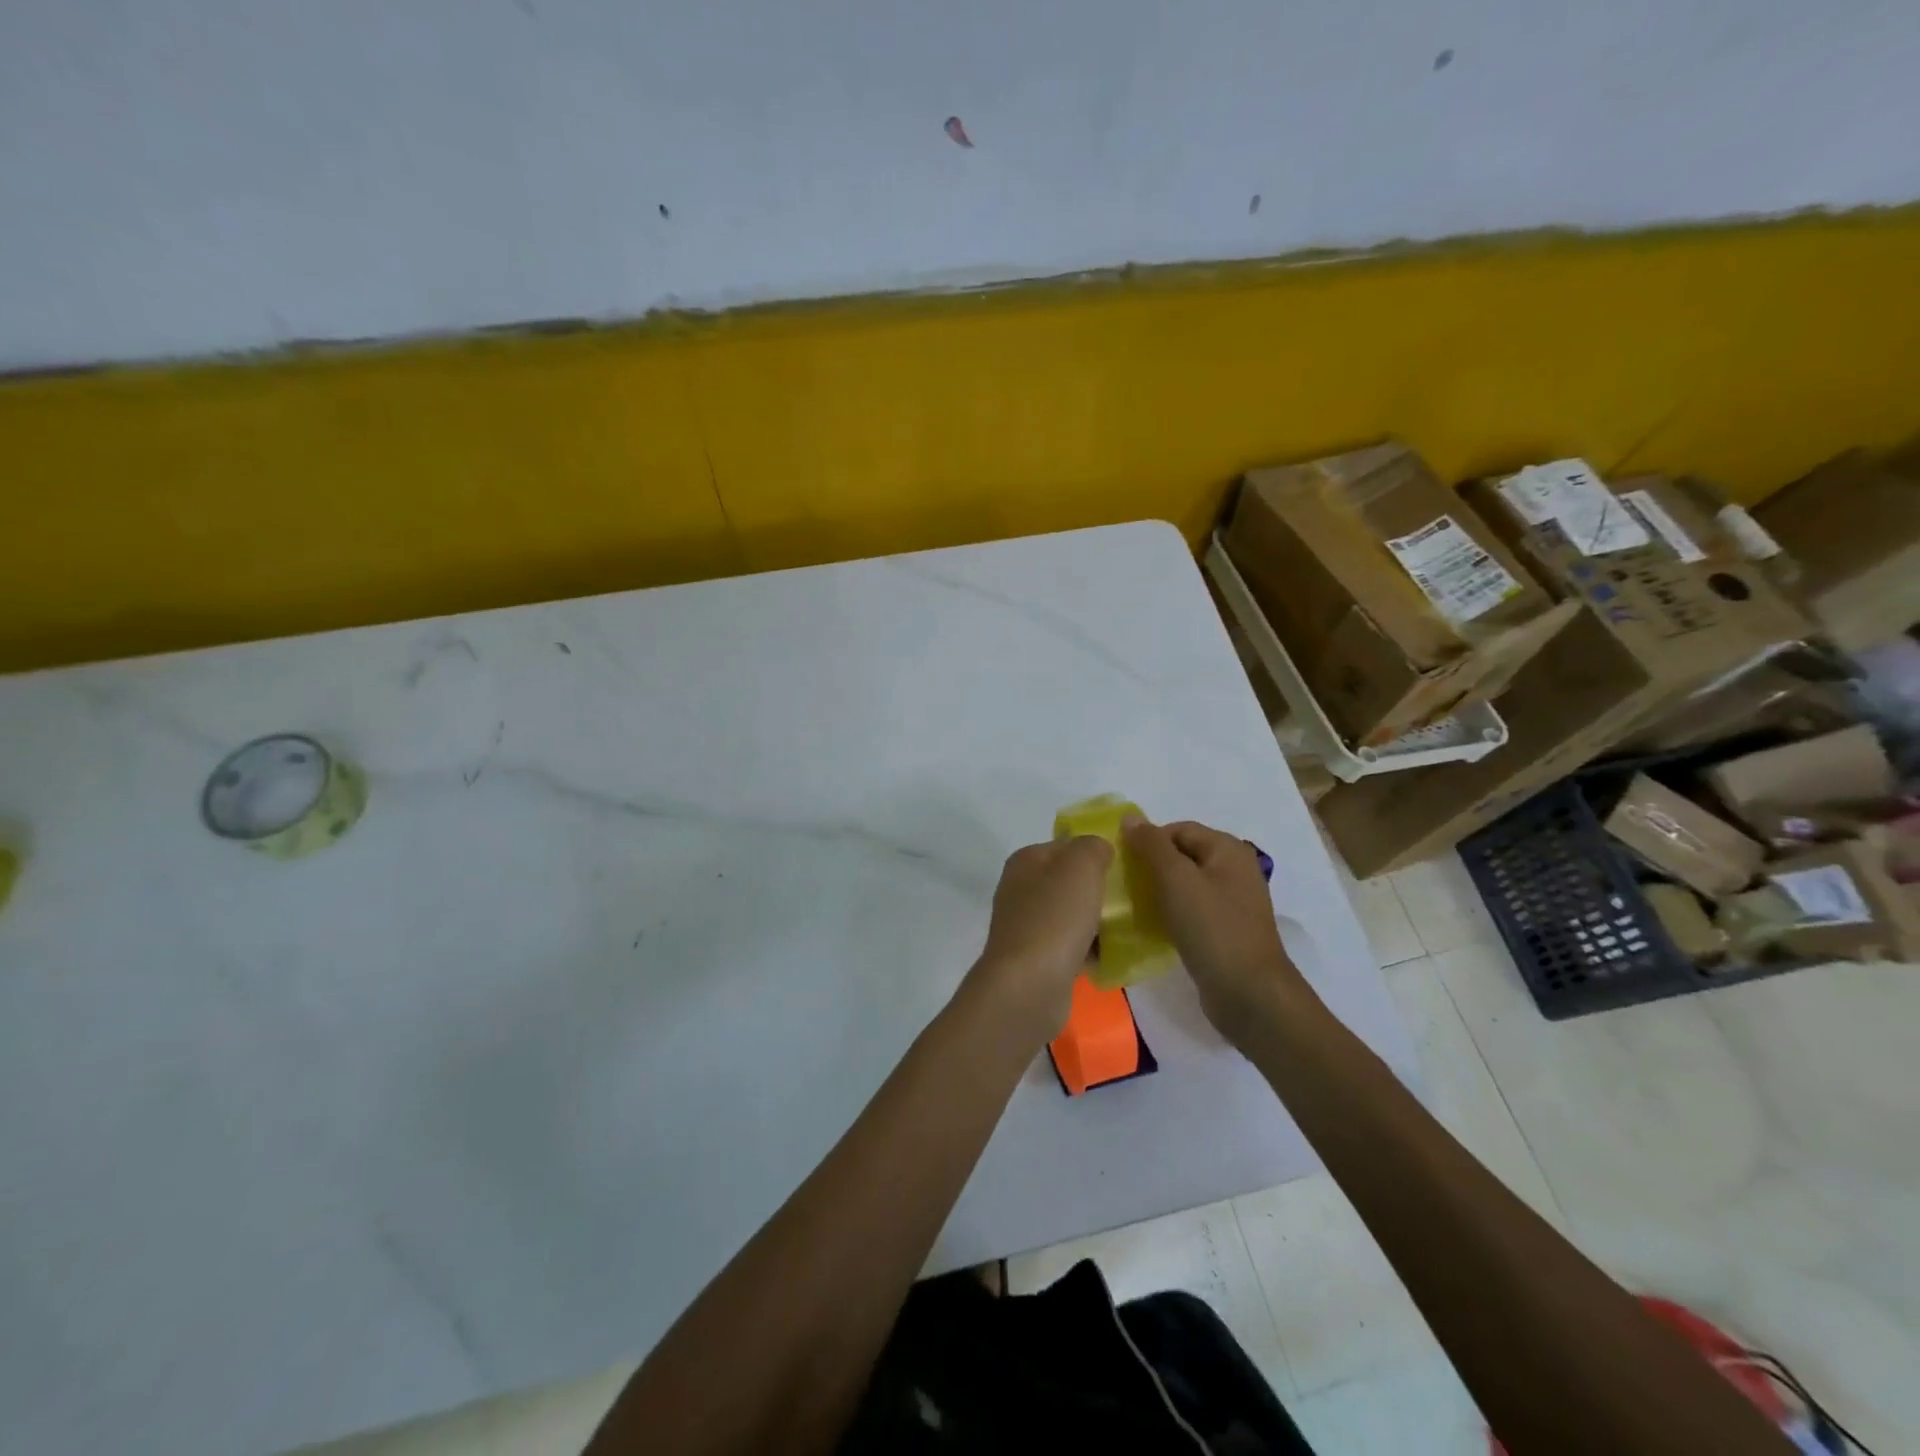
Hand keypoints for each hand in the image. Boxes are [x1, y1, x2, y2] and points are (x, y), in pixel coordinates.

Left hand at [965, 836, 1112, 1046]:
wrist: (1029, 986)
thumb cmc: (1055, 918)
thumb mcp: (1080, 867)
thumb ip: (1093, 846)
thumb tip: (1099, 847)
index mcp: (1026, 861)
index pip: (1066, 845)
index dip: (1096, 850)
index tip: (1128, 864)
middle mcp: (1021, 890)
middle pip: (1069, 881)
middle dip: (1100, 889)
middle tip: (1134, 897)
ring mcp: (1026, 927)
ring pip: (1072, 915)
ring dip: (1098, 921)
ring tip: (1131, 927)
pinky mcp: (1036, 960)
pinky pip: (1071, 947)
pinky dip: (1090, 950)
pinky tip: (1114, 956)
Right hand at [1123, 816, 1312, 1044]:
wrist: (1249, 993)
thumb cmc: (1212, 928)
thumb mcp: (1176, 879)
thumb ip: (1152, 845)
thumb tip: (1130, 818)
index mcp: (1228, 849)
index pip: (1178, 829)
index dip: (1148, 841)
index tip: (1122, 863)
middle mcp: (1234, 870)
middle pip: (1182, 855)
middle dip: (1151, 866)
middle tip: (1123, 885)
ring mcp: (1232, 902)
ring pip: (1185, 884)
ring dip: (1158, 891)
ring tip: (1132, 906)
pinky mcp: (1226, 930)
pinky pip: (1192, 910)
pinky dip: (1171, 913)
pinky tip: (1152, 927)